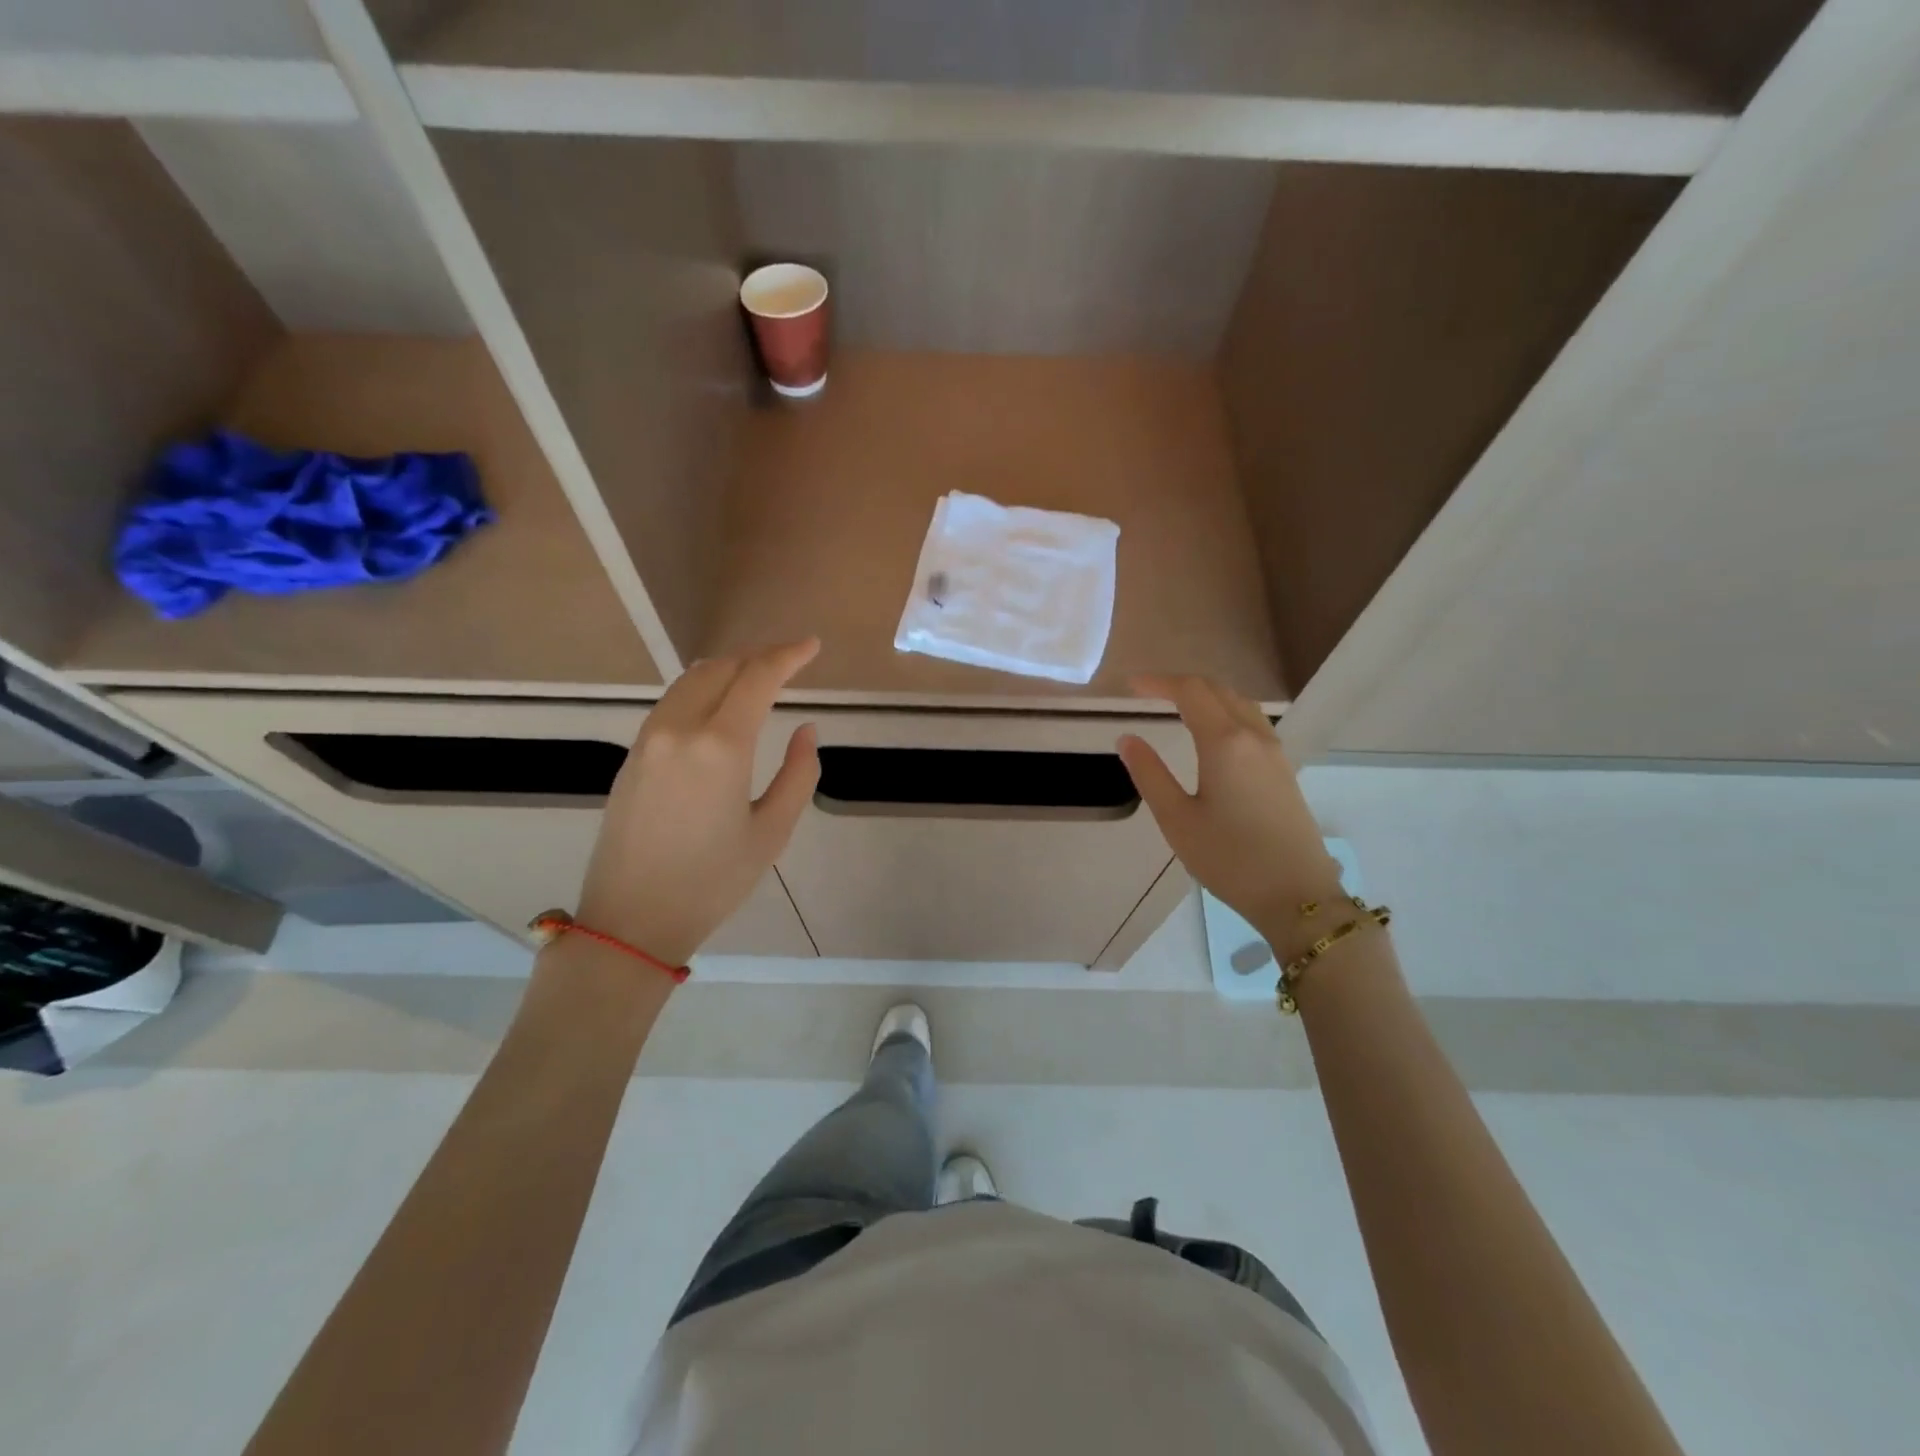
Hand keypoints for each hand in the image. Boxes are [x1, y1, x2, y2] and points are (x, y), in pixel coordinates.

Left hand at [576, 640, 819, 965]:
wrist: (632, 919)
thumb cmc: (713, 881)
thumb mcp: (772, 831)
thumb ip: (798, 773)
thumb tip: (805, 730)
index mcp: (721, 746)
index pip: (757, 678)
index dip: (788, 656)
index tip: (811, 646)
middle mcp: (680, 729)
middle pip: (720, 669)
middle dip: (758, 657)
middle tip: (789, 662)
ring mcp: (649, 739)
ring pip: (690, 681)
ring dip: (727, 670)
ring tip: (756, 677)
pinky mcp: (633, 756)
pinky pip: (671, 703)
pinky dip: (701, 690)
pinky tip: (718, 706)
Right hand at [1117, 675, 1344, 937]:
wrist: (1297, 896)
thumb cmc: (1229, 859)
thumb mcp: (1177, 819)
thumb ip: (1149, 774)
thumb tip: (1127, 738)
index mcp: (1224, 742)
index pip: (1190, 692)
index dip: (1159, 682)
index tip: (1131, 686)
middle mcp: (1253, 737)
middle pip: (1218, 690)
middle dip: (1182, 684)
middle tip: (1149, 692)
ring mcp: (1274, 752)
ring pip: (1240, 704)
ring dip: (1207, 695)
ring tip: (1178, 706)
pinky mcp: (1283, 770)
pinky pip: (1253, 722)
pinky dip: (1226, 712)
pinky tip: (1213, 733)